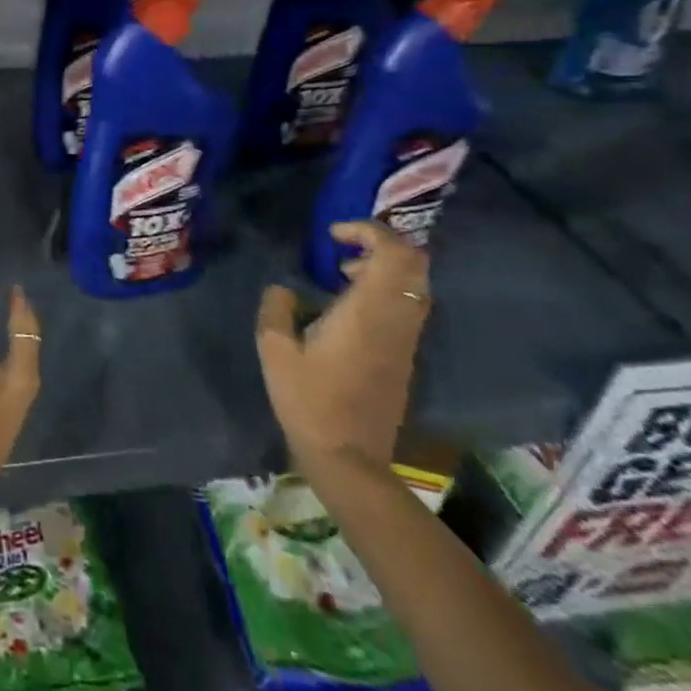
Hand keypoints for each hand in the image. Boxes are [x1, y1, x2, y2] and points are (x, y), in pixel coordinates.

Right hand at [256, 220, 430, 473]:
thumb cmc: (308, 401)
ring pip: (415, 286)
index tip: (334, 233)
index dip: (369, 231)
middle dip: (383, 244)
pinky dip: (386, 292)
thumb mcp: (275, 350)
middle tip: (344, 248)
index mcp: (367, 312)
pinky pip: (407, 308)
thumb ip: (276, 309)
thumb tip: (283, 290)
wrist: (350, 460)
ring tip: (342, 274)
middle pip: (415, 265)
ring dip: (384, 269)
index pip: (393, 253)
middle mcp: (396, 320)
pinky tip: (348, 307)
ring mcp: (405, 341)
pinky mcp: (404, 358)